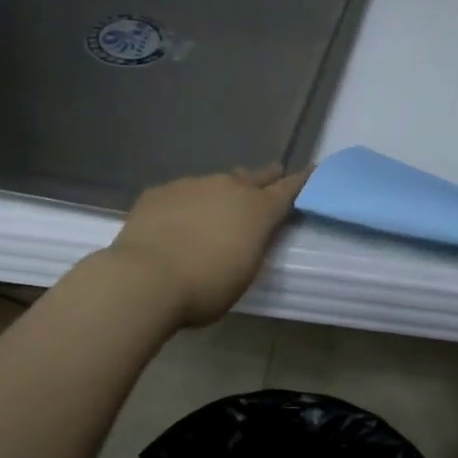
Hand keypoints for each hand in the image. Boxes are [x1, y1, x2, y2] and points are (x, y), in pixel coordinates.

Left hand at [105, 166, 309, 326]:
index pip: (289, 188)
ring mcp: (192, 185)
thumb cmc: (205, 287)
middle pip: (254, 176)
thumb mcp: (244, 274)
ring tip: (217, 208)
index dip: (303, 180)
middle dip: (265, 178)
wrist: (144, 278)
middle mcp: (229, 187)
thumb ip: (253, 247)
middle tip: (270, 178)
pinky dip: (187, 203)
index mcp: (257, 210)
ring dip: (222, 192)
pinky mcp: (160, 191)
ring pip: (216, 182)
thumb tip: (250, 235)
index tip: (313, 170)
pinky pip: (182, 192)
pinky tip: (177, 221)